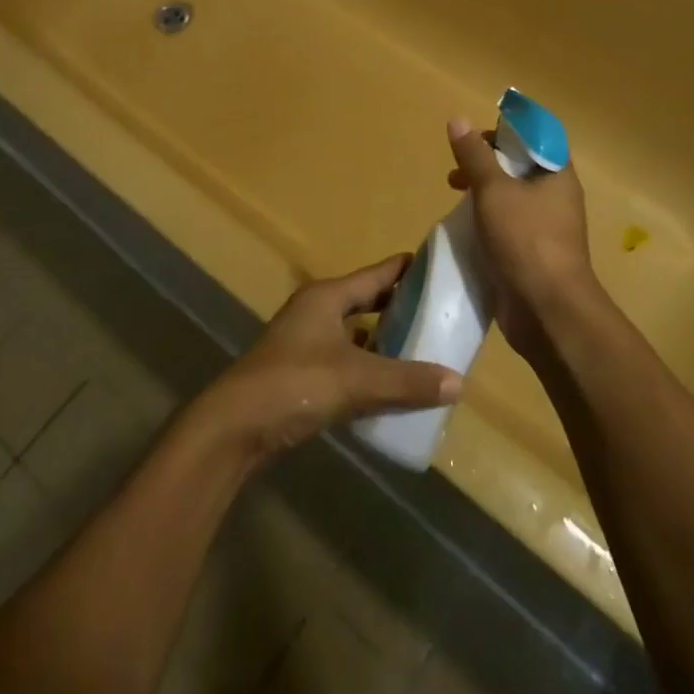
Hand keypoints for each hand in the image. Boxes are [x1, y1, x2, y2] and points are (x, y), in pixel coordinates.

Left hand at [198, 256, 463, 460]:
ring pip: (355, 334)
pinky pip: (345, 363)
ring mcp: (305, 343)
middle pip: (366, 301)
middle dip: (399, 306)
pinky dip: (367, 369)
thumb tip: (459, 382)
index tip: (439, 266)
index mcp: (327, 297)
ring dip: (384, 341)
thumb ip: (407, 381)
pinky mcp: (301, 374)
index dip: (407, 269)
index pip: (376, 274)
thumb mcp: (357, 379)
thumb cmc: (295, 384)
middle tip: (439, 312)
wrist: (235, 427)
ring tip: (422, 350)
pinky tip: (390, 387)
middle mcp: (316, 312)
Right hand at [446, 117, 594, 359]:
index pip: (537, 137)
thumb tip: (458, 119)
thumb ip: (475, 156)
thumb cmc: (526, 240)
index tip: (477, 136)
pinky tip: (464, 226)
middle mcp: (556, 197)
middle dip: (487, 161)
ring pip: (512, 197)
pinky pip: (508, 226)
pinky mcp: (532, 255)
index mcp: (557, 175)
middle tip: (458, 167)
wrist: (548, 312)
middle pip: (520, 166)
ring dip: (483, 191)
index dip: (508, 130)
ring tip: (454, 193)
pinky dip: (486, 220)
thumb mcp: (494, 190)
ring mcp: (546, 228)